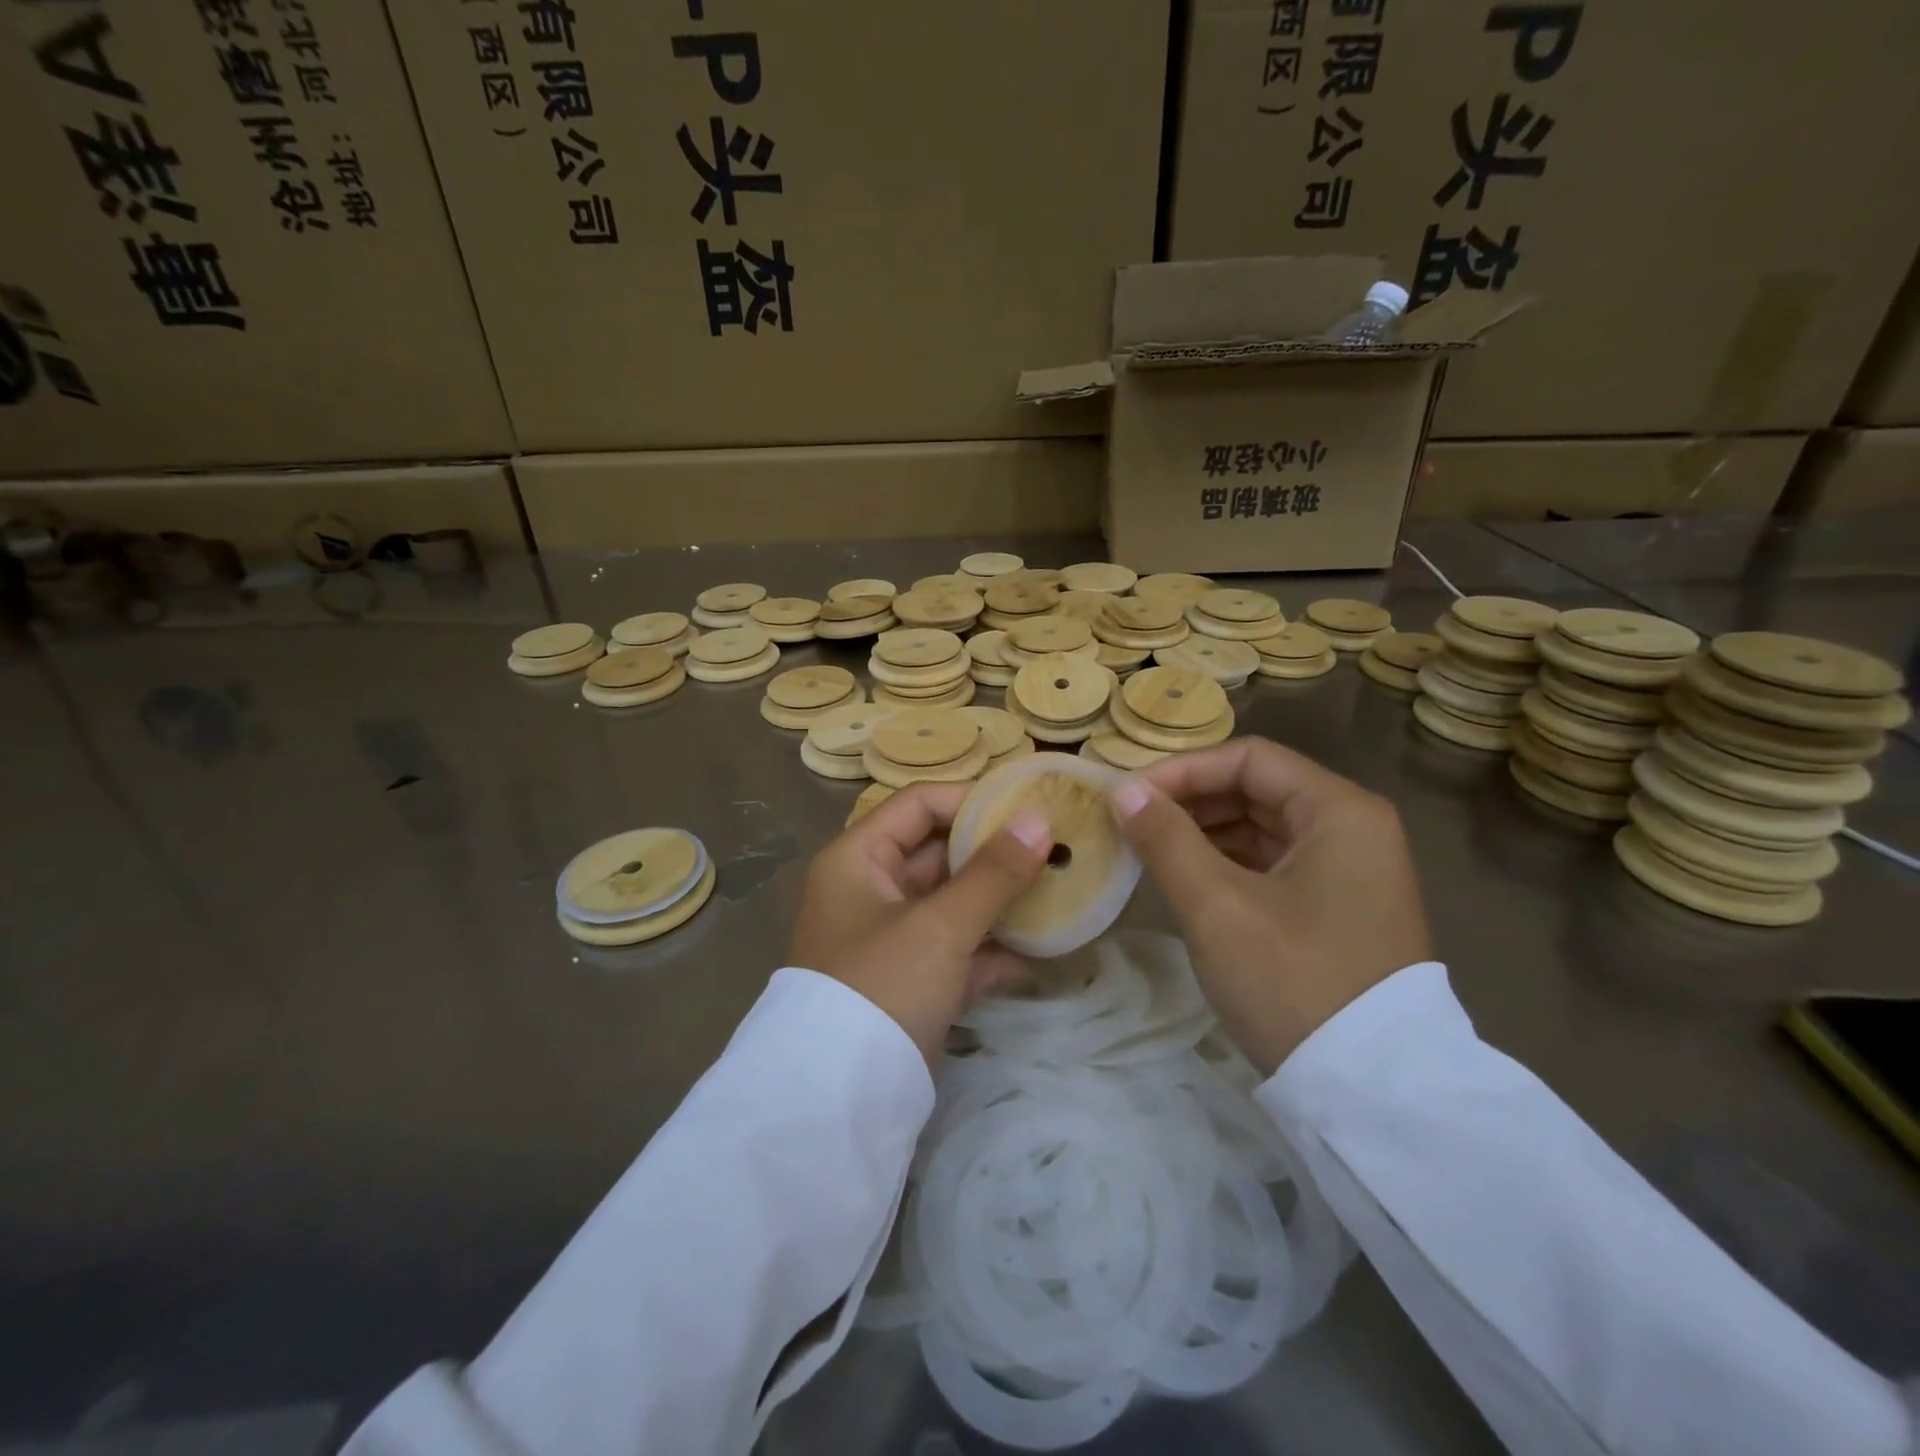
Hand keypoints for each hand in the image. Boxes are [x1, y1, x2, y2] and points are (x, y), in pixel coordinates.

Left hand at [789, 784, 1053, 1071]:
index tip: (1028, 806)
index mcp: (859, 859)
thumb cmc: (882, 985)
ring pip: (956, 902)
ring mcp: (895, 937)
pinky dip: (998, 947)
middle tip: (1057, 845)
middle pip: (941, 852)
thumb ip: (992, 872)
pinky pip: (962, 948)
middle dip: (997, 851)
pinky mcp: (916, 980)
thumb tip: (1039, 819)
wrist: (841, 1099)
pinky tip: (1047, 946)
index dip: (972, 800)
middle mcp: (872, 889)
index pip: (919, 805)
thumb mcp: (939, 925)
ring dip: (1004, 899)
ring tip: (1062, 887)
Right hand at [1110, 738, 1431, 1074]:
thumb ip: (1166, 839)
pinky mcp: (1340, 908)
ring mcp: (1351, 871)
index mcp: (1340, 811)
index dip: (1183, 770)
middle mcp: (1354, 829)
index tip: (1130, 797)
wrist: (1373, 1094)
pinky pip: (1274, 864)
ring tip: (1149, 850)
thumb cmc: (1293, 981)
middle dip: (1190, 801)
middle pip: (1258, 789)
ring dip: (1204, 832)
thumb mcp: (1217, 906)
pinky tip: (1186, 879)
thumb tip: (1124, 792)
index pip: (1249, 759)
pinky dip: (1228, 864)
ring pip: (1264, 828)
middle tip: (1132, 823)